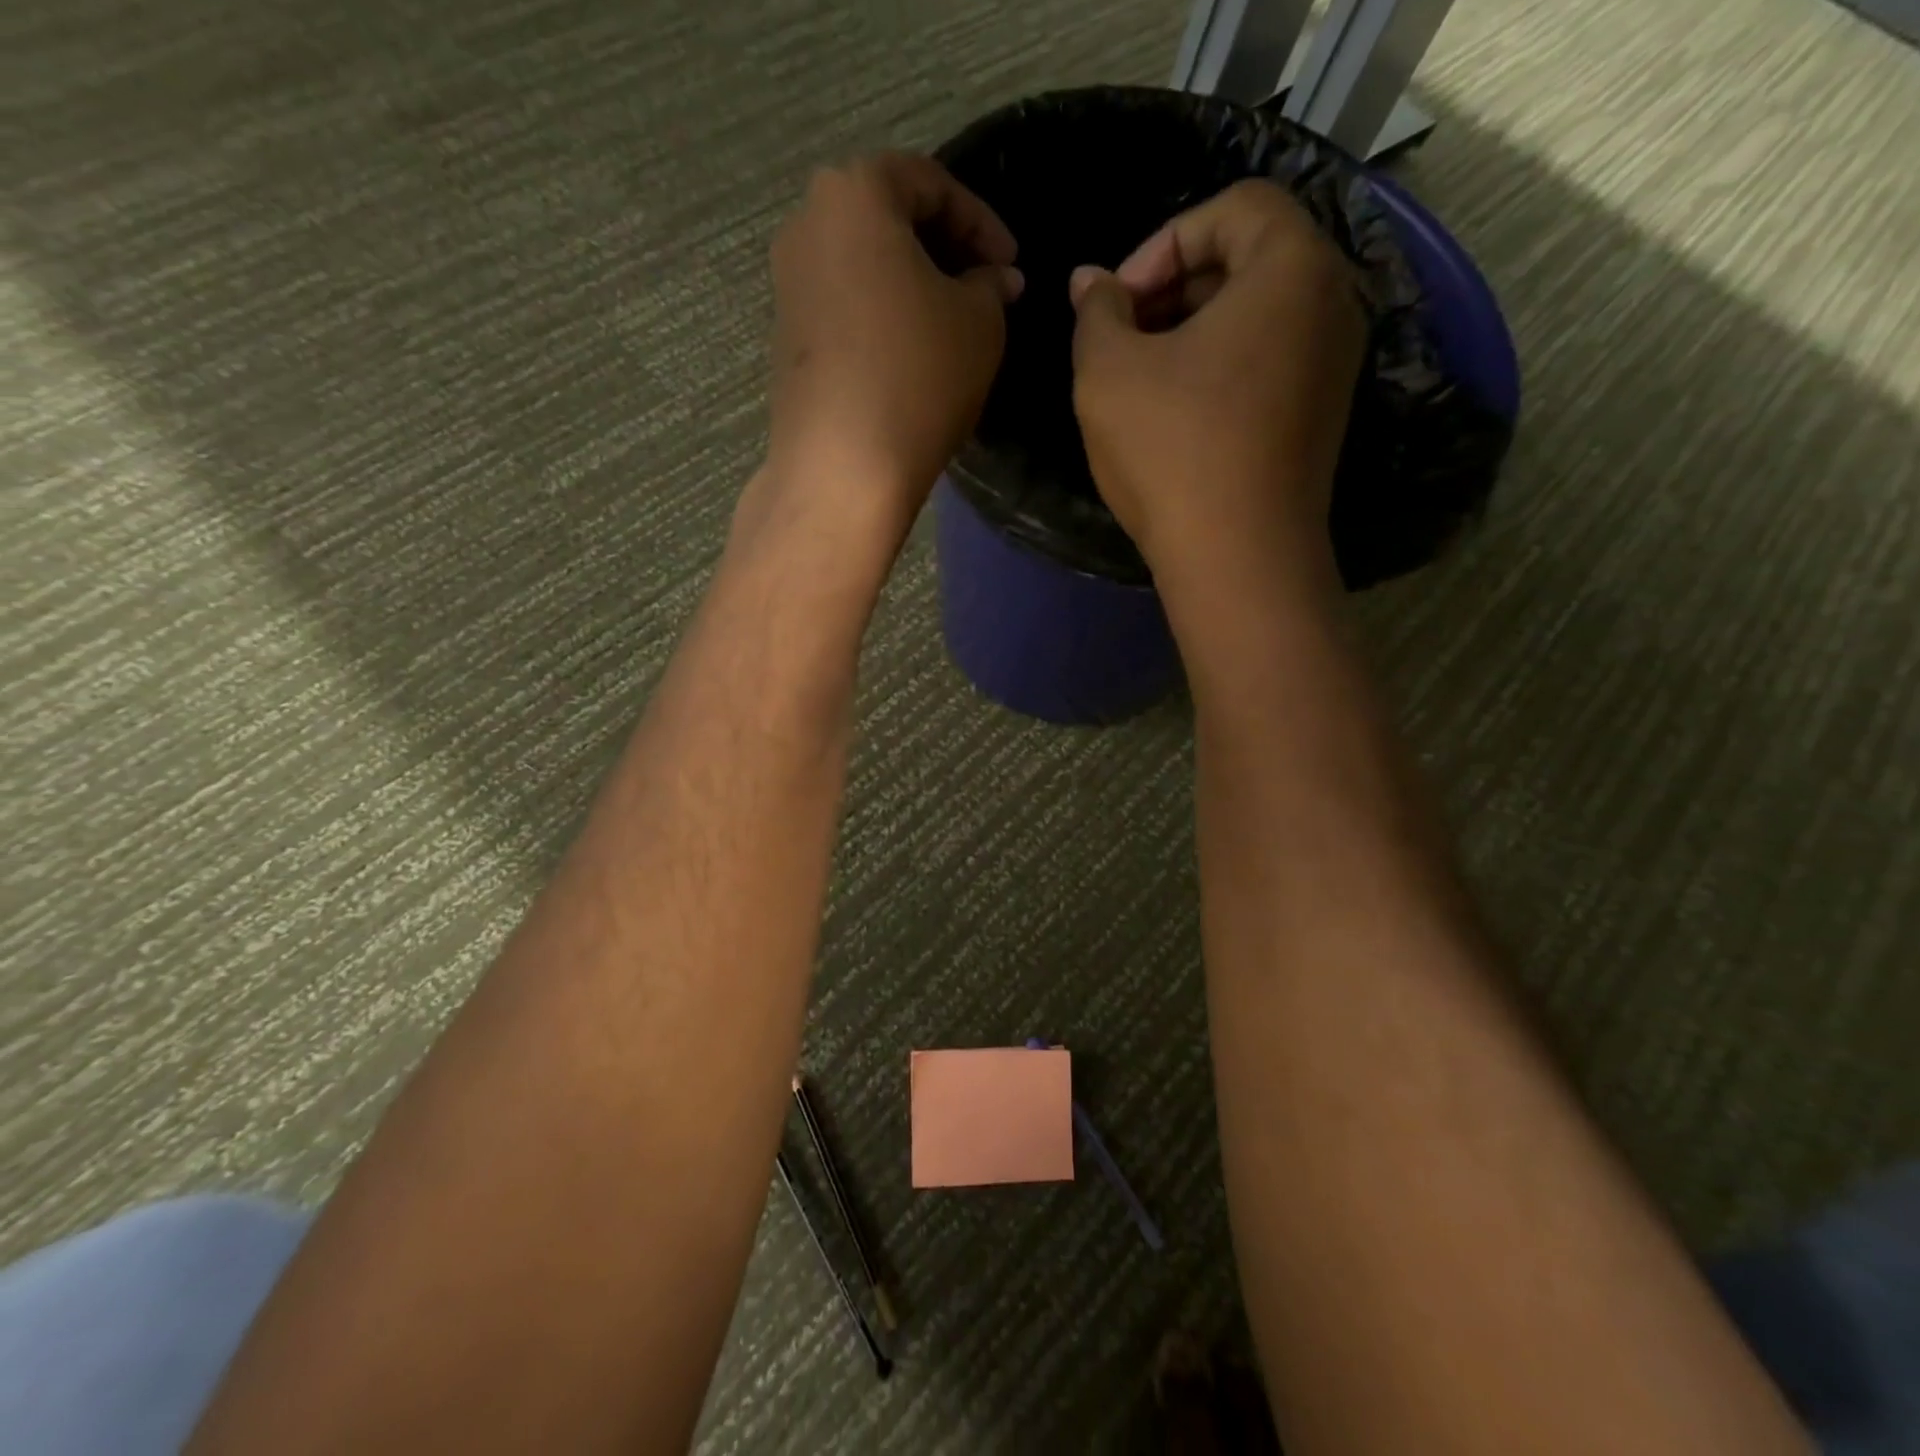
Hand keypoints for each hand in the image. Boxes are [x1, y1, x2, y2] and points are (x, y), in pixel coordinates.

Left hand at [755, 153, 1021, 549]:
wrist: (843, 467)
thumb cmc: (918, 376)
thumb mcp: (979, 322)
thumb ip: (991, 285)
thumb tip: (997, 279)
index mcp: (854, 194)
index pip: (929, 182)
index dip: (981, 220)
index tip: (1011, 263)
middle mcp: (808, 225)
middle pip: (887, 217)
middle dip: (942, 249)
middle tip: (983, 288)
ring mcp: (788, 285)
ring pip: (862, 265)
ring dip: (911, 285)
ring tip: (950, 323)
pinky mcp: (786, 338)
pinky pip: (843, 306)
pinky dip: (880, 316)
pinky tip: (909, 353)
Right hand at [1069, 180, 1365, 593]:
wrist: (1239, 558)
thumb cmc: (1172, 451)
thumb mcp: (1107, 373)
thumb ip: (1096, 312)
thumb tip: (1090, 282)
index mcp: (1292, 269)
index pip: (1234, 207)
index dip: (1163, 241)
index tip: (1118, 300)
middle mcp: (1332, 304)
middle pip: (1250, 259)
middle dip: (1175, 286)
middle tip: (1123, 336)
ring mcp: (1334, 365)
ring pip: (1259, 315)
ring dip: (1193, 330)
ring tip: (1142, 377)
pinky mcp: (1322, 416)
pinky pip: (1270, 361)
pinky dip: (1222, 367)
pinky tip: (1177, 413)